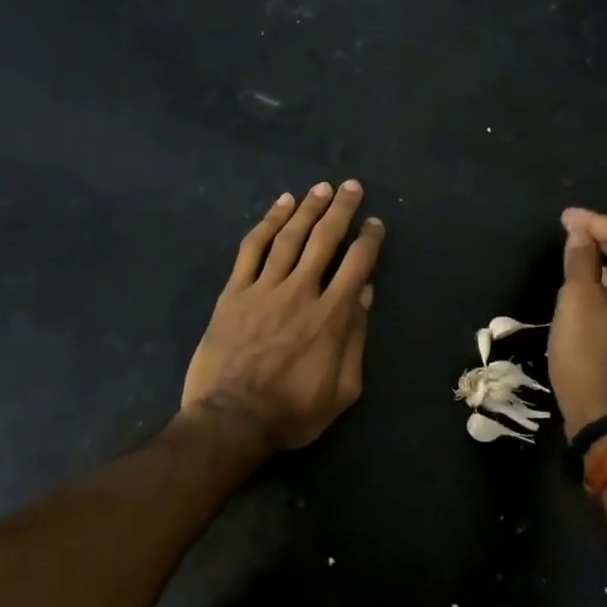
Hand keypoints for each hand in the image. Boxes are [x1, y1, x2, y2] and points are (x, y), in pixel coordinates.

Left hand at [179, 181, 384, 452]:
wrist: (232, 419)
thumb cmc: (292, 411)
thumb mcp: (343, 388)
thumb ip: (356, 338)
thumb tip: (365, 294)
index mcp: (332, 315)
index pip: (357, 264)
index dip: (368, 239)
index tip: (374, 223)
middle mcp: (301, 291)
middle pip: (325, 239)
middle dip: (341, 210)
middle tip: (352, 187)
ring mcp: (265, 288)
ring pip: (290, 237)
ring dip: (308, 208)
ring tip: (321, 188)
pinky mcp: (235, 292)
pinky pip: (252, 249)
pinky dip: (267, 223)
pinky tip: (280, 205)